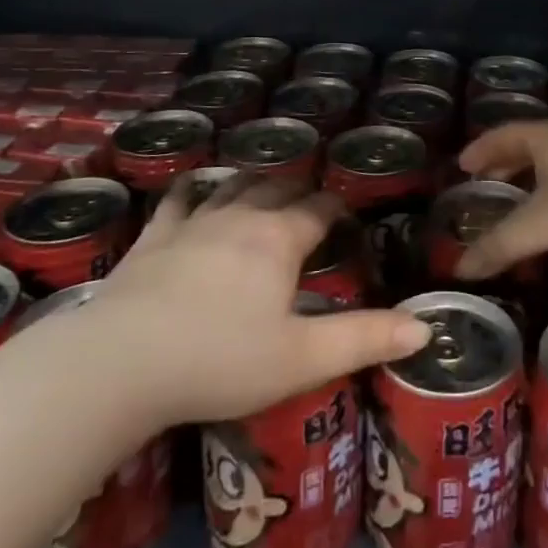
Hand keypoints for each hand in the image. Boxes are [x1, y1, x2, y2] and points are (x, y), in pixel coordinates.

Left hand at [87, 174, 430, 426]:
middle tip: (309, 203)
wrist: (122, 363)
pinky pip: (178, 202)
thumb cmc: (221, 360)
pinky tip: (193, 190)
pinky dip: (192, 192)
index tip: (347, 214)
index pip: (319, 209)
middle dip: (298, 191)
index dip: (337, 208)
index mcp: (279, 239)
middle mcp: (240, 217)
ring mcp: (194, 223)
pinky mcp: (154, 238)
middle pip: (277, 188)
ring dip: (253, 184)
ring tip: (264, 188)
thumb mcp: (303, 358)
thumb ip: (365, 339)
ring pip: (232, 188)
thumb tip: (425, 326)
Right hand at [453, 121, 547, 278]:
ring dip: (532, 179)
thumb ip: (500, 244)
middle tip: (483, 182)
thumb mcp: (542, 224)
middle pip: (530, 144)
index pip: (505, 131)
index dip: (482, 147)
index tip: (462, 165)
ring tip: (515, 202)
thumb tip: (458, 269)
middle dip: (505, 162)